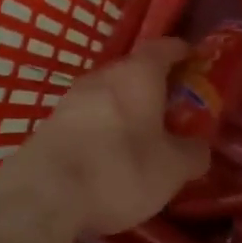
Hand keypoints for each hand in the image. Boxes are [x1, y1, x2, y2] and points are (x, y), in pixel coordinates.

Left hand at [7, 38, 210, 237]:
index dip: (181, 52)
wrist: (42, 195)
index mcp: (137, 75)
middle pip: (133, 71)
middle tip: (174, 109)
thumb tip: (199, 147)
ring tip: (143, 136)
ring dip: (126, 109)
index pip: (163, 47)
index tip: (194, 60)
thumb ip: (193, 153)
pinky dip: (104, 128)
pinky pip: (88, 118)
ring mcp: (71, 99)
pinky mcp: (51, 125)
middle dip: (155, 86)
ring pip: (108, 95)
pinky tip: (109, 155)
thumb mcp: (172, 169)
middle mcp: (102, 77)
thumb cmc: (119, 170)